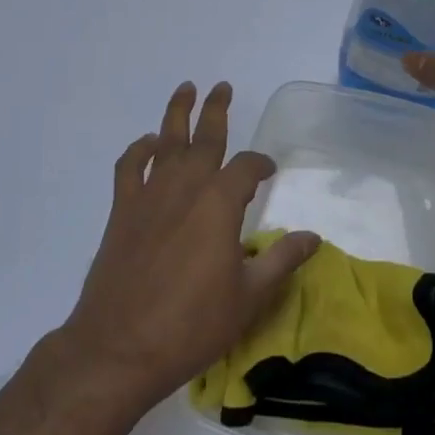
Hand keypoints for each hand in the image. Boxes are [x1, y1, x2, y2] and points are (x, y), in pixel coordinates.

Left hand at [60, 81, 319, 412]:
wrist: (120, 347)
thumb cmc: (192, 324)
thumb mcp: (250, 296)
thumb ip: (282, 260)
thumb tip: (314, 237)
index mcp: (220, 204)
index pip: (247, 168)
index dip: (261, 165)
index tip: (269, 171)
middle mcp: (185, 188)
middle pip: (204, 137)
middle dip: (216, 110)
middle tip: (222, 87)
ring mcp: (149, 197)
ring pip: (165, 142)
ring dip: (176, 114)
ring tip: (186, 89)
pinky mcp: (121, 212)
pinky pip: (129, 168)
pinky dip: (138, 150)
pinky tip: (148, 144)